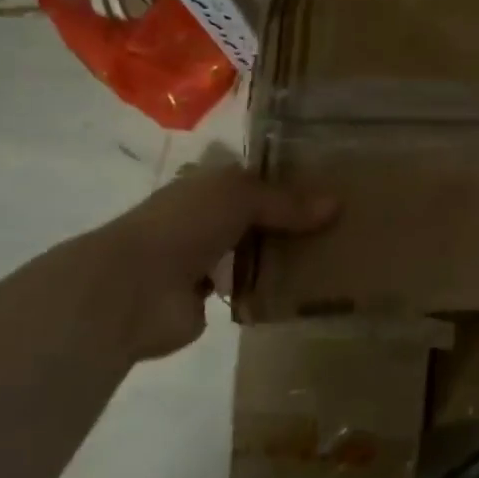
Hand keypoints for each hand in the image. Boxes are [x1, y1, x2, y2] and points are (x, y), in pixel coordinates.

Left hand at [87, 162, 336, 361]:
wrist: (134, 290)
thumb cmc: (185, 224)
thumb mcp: (241, 196)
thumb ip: (287, 202)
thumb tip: (336, 205)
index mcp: (208, 184)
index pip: (254, 176)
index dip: (288, 179)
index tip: (331, 184)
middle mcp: (206, 218)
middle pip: (260, 215)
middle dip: (294, 220)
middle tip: (344, 223)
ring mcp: (206, 260)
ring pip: (257, 252)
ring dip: (285, 256)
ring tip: (336, 255)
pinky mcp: (209, 301)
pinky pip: (252, 289)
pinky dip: (273, 290)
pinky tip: (309, 288)